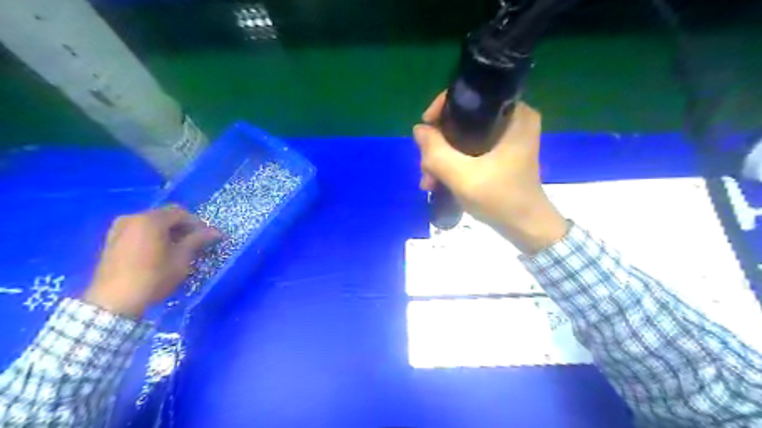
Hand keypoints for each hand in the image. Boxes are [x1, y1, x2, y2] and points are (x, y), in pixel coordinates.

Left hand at [84, 207, 220, 317]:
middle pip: (165, 215)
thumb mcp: (181, 259)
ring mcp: (119, 228)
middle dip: (182, 227)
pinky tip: (159, 251)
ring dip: (168, 232)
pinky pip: (139, 230)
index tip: (207, 238)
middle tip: (195, 243)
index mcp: (150, 220)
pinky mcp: (112, 240)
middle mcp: (133, 217)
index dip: (197, 223)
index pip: (181, 213)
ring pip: (152, 223)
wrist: (114, 302)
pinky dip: (153, 236)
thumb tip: (216, 232)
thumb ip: (198, 240)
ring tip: (178, 248)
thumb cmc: (153, 278)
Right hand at [415, 92, 568, 253]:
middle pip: (463, 120)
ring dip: (442, 158)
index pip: (471, 97)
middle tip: (426, 169)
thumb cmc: (500, 199)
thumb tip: (418, 129)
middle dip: (438, 145)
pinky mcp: (500, 153)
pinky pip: (469, 150)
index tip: (425, 132)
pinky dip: (453, 163)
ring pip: (462, 137)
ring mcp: (506, 138)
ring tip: (429, 181)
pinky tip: (438, 181)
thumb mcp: (462, 176)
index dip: (442, 111)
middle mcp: (512, 120)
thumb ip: (436, 151)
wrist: (524, 227)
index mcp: (513, 115)